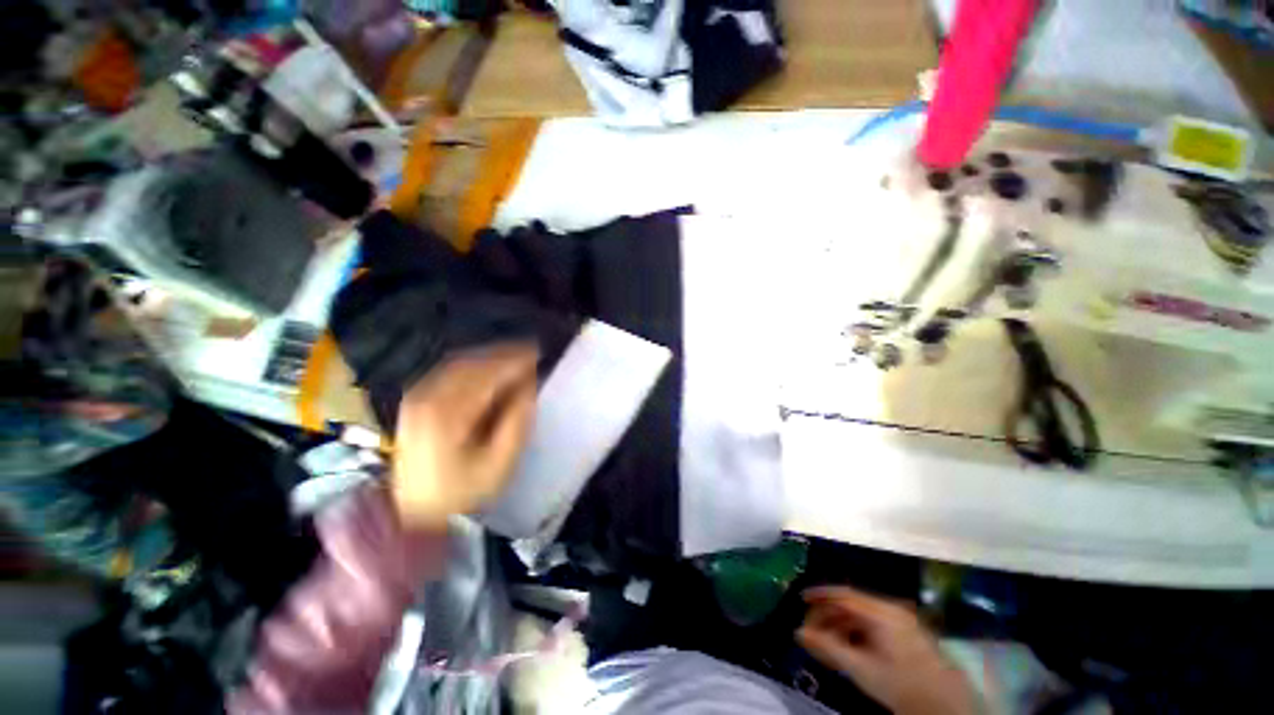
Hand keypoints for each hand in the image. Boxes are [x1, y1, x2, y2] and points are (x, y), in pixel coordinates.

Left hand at [391, 343, 537, 527]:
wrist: (414, 513)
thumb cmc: (463, 492)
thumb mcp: (499, 464)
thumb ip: (517, 422)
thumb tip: (528, 387)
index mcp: (449, 415)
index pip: (488, 376)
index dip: (515, 362)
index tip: (537, 354)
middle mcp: (428, 398)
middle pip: (471, 363)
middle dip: (503, 354)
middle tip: (530, 351)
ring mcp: (417, 398)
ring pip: (458, 363)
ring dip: (489, 356)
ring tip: (514, 356)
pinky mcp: (415, 401)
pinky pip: (447, 371)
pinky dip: (472, 364)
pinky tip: (488, 367)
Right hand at [798, 586, 978, 714]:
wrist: (949, 707)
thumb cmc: (902, 684)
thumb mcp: (862, 669)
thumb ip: (828, 648)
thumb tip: (798, 632)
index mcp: (882, 611)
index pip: (843, 594)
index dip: (820, 595)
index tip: (800, 599)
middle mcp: (892, 610)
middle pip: (852, 605)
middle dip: (830, 615)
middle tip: (811, 629)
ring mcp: (903, 622)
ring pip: (863, 616)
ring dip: (843, 626)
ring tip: (827, 642)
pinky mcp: (909, 635)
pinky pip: (875, 626)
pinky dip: (858, 634)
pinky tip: (850, 649)